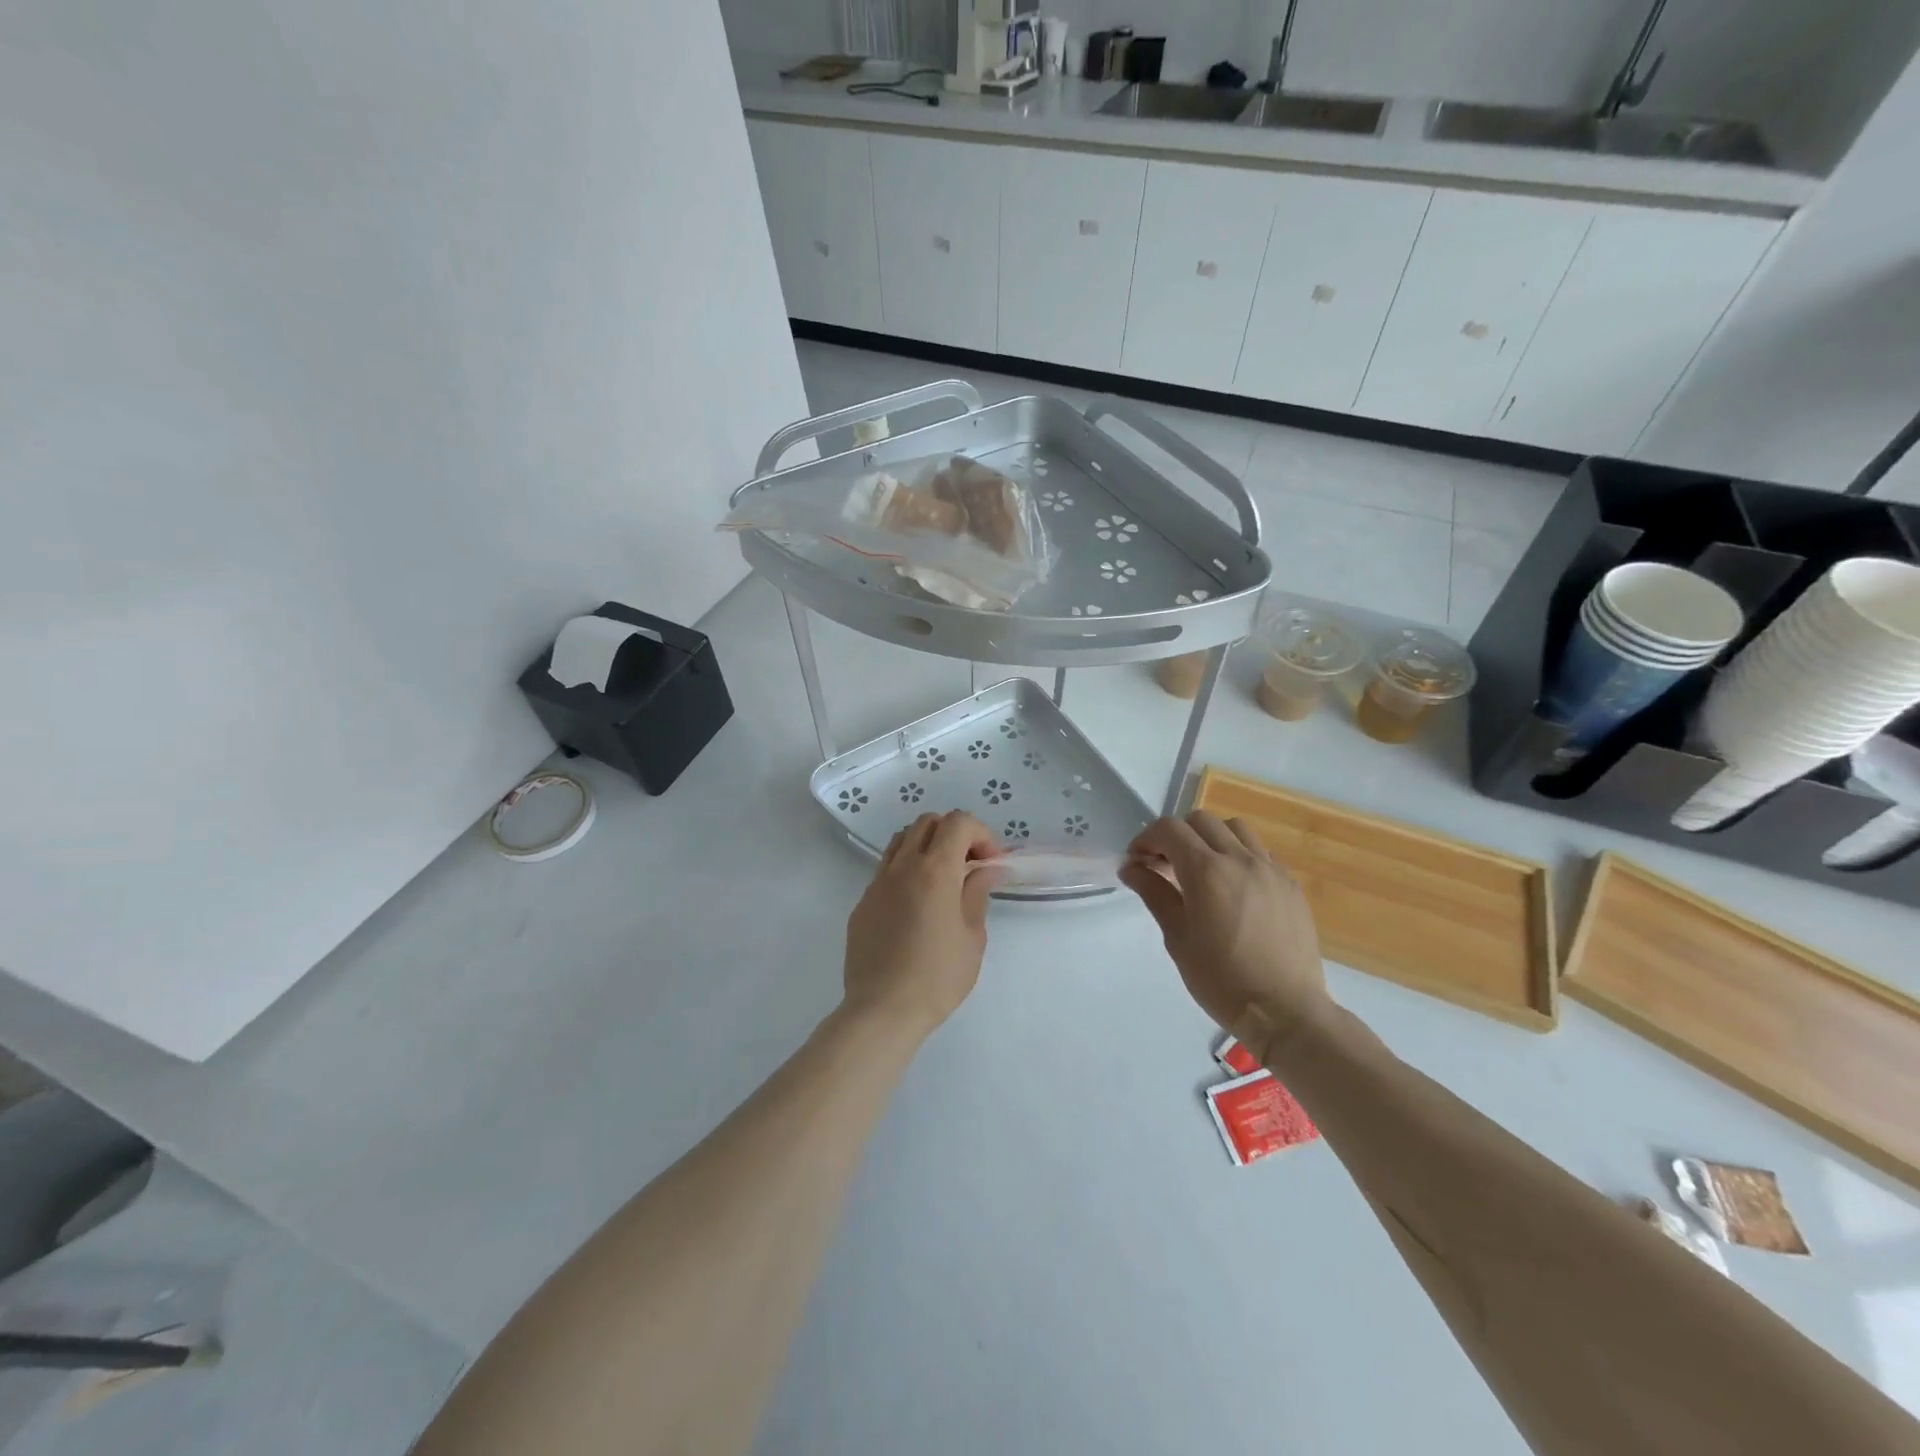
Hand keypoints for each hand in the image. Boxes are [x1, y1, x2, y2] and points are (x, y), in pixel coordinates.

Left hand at [842, 811, 998, 1038]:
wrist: (882, 1010)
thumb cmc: (938, 977)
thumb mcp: (972, 936)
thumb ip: (977, 894)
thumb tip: (985, 869)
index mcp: (934, 870)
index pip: (957, 822)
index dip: (979, 833)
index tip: (989, 862)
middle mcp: (902, 866)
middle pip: (927, 822)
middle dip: (953, 834)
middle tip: (968, 865)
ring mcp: (877, 883)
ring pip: (901, 841)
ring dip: (926, 847)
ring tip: (941, 879)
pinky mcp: (863, 903)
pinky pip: (886, 870)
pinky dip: (906, 872)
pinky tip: (916, 907)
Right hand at [1119, 811, 1330, 1061]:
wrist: (1284, 1011)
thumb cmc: (1221, 979)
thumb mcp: (1177, 937)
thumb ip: (1154, 893)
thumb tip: (1131, 868)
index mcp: (1206, 871)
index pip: (1169, 829)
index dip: (1146, 839)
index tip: (1137, 861)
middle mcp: (1240, 859)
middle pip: (1201, 820)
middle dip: (1176, 835)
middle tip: (1165, 865)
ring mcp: (1270, 869)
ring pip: (1235, 829)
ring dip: (1211, 838)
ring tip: (1202, 869)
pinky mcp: (1290, 884)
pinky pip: (1260, 852)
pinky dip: (1239, 855)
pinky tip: (1234, 886)